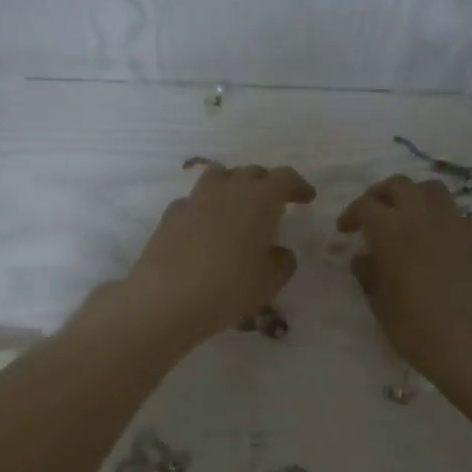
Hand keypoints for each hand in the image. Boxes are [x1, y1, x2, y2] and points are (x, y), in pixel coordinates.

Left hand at [117, 162, 315, 348]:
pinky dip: (206, 207)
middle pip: (251, 172)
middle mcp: (227, 189)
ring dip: (233, 186)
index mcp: (259, 199)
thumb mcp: (269, 282)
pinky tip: (206, 230)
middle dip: (266, 184)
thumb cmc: (228, 288)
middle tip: (274, 205)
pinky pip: (194, 200)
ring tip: (238, 208)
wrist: (165, 299)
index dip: (297, 185)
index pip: (284, 177)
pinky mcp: (170, 214)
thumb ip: (282, 262)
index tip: (306, 198)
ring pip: (219, 177)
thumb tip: (279, 252)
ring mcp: (195, 199)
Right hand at [339, 174, 471, 386]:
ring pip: (432, 190)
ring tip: (407, 219)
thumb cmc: (417, 328)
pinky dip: (439, 219)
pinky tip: (436, 243)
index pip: (366, 205)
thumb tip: (364, 258)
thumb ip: (368, 274)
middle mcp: (423, 217)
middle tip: (374, 215)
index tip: (346, 231)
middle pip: (399, 185)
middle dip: (381, 195)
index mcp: (391, 231)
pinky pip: (455, 215)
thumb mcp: (380, 304)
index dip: (352, 214)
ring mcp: (456, 224)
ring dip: (414, 197)